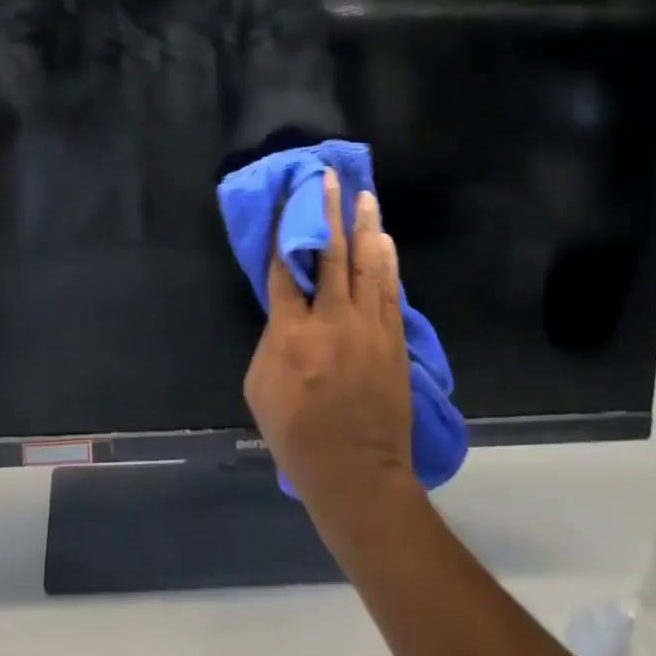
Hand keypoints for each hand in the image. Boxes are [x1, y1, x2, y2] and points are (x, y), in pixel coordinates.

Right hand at [243, 171, 415, 520]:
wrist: (358, 477)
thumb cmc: (298, 435)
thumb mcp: (261, 387)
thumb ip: (273, 337)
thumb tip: (288, 308)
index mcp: (292, 333)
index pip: (284, 269)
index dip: (282, 231)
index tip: (284, 201)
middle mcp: (332, 321)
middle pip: (330, 254)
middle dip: (328, 212)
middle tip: (328, 178)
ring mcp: (368, 328)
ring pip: (367, 264)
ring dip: (364, 226)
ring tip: (363, 195)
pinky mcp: (393, 340)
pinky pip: (390, 291)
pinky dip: (387, 262)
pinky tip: (385, 239)